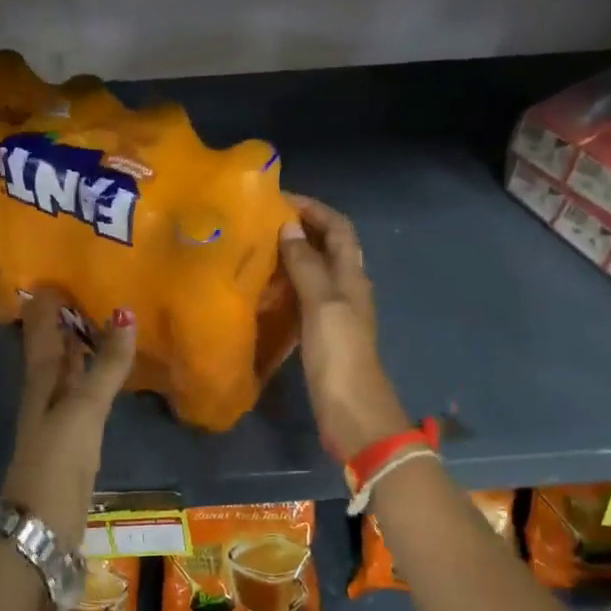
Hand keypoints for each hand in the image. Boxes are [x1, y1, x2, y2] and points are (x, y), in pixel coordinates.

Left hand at [2, 287, 136, 553]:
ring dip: (78, 344)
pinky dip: (91, 373)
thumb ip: (106, 364)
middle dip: (63, 319)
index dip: (46, 303)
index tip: (58, 271)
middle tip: (85, 287)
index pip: (41, 330)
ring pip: (66, 369)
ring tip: (100, 318)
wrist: (43, 522)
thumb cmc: (58, 458)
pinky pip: (81, 391)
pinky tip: (105, 371)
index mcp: (41, 379)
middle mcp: (45, 391)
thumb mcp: (84, 407)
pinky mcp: (73, 436)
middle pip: (51, 347)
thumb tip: (124, 312)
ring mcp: (58, 415)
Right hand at [277, 195, 411, 458]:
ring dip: (292, 255)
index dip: (314, 209)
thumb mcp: (322, 304)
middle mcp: (347, 288)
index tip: (279, 198)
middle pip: (328, 246)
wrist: (353, 412)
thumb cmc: (340, 354)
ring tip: (257, 248)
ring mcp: (336, 313)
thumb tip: (288, 227)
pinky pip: (305, 297)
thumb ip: (306, 265)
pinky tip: (264, 288)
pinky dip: (288, 284)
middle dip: (301, 228)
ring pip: (315, 271)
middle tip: (261, 221)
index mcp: (352, 276)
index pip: (338, 228)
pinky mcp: (323, 334)